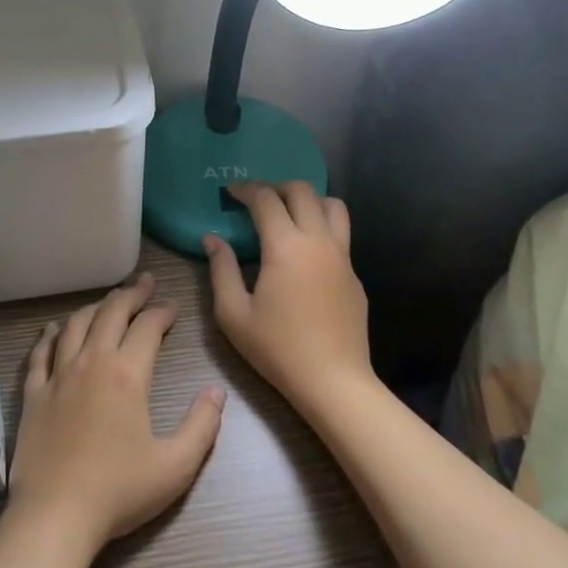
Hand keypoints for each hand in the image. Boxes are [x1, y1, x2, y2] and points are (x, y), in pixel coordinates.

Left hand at [7, 273, 225, 555]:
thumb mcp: (176, 466)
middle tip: (145, 283)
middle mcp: (91, 361)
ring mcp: (58, 375)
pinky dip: (51, 334)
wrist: (55, 515)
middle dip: (132, 294)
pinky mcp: (34, 393)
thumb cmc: (119, 491)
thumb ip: (202, 425)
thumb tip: (217, 391)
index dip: (163, 311)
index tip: (173, 306)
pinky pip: (41, 352)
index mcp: (127, 373)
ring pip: (77, 324)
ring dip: (96, 307)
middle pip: (111, 313)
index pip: (148, 327)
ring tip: (109, 301)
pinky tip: (56, 328)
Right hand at [204, 181, 373, 417]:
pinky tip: (304, 254)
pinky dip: (321, 228)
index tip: (230, 192)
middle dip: (276, 186)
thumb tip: (213, 239)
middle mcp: (318, 241)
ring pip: (332, 206)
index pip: (266, 199)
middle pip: (302, 191)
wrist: (334, 381)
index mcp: (286, 246)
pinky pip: (340, 235)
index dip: (245, 189)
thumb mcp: (234, 313)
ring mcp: (342, 257)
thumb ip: (221, 270)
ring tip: (287, 214)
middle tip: (256, 199)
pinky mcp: (355, 275)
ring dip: (308, 200)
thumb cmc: (278, 349)